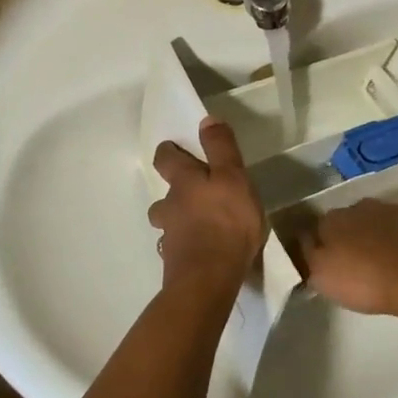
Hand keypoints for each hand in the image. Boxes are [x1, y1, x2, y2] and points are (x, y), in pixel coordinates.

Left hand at [147, 118, 265, 285]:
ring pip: (168, 222)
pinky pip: (178, 247)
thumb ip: (221, 148)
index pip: (166, 159)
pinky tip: (202, 251)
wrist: (210, 278)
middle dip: (175, 191)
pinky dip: (186, 245)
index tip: (177, 149)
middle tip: (195, 193)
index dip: (169, 152)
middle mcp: (170, 207)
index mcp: (184, 182)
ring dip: (179, 220)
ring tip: (200, 225)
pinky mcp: (175, 262)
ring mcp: (170, 237)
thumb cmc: (227, 221)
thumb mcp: (233, 177)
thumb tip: (206, 119)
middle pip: (163, 195)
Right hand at [297, 199, 397, 319]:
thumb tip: (301, 240)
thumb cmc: (366, 281)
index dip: (320, 246)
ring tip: (379, 263)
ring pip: (376, 223)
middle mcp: (362, 206)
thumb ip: (307, 255)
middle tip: (352, 265)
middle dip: (348, 238)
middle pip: (348, 221)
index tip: (324, 263)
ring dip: (374, 238)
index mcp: (334, 218)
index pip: (318, 227)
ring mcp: (394, 210)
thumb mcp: (322, 276)